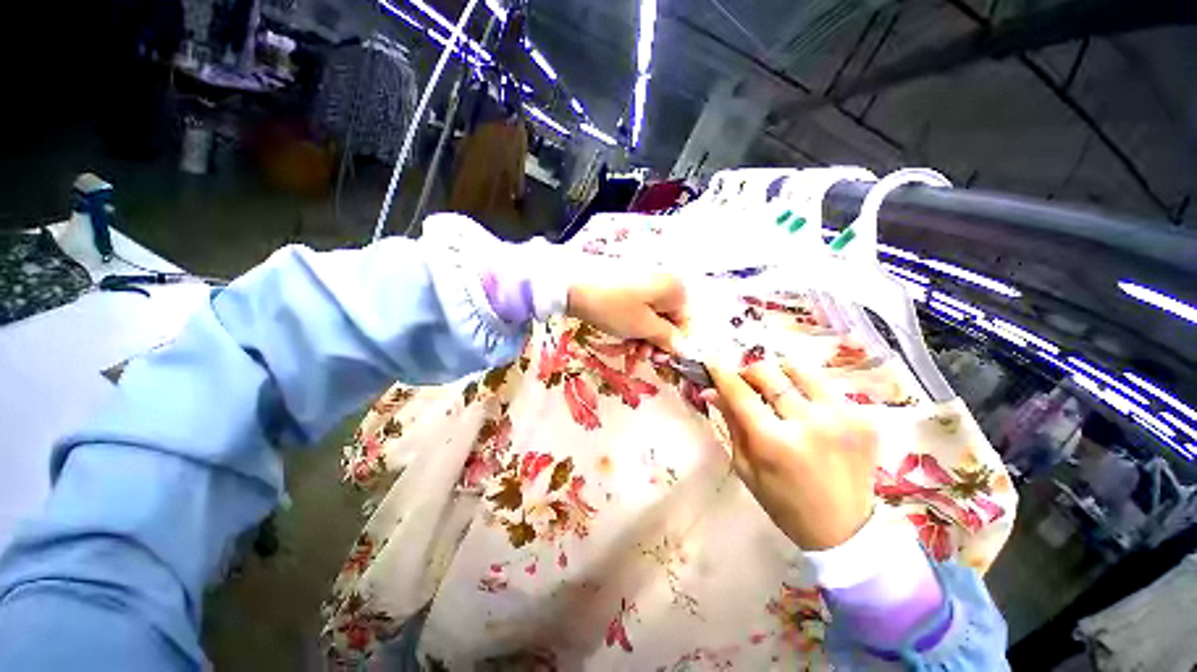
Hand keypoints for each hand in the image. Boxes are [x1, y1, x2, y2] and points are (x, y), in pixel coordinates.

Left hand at [567, 272, 688, 352]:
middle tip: (640, 357)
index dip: (674, 344)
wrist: (571, 283)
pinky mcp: (627, 281)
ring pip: (652, 315)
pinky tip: (621, 337)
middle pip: (669, 318)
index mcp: (675, 288)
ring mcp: (645, 279)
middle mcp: (665, 280)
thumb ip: (667, 338)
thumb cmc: (613, 306)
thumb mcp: (642, 327)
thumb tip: (686, 348)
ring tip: (628, 351)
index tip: (658, 360)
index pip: (686, 322)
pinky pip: (638, 306)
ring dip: (643, 336)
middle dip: (656, 342)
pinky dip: (633, 323)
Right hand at [702, 358, 877, 549]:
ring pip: (805, 372)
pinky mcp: (864, 415)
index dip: (724, 375)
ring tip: (783, 387)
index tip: (714, 363)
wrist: (842, 527)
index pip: (742, 394)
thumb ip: (734, 430)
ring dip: (786, 375)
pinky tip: (816, 417)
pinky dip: (816, 398)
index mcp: (775, 444)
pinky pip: (832, 392)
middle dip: (753, 370)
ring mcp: (841, 415)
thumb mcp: (752, 475)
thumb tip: (714, 393)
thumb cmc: (789, 508)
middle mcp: (809, 421)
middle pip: (772, 374)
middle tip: (747, 376)